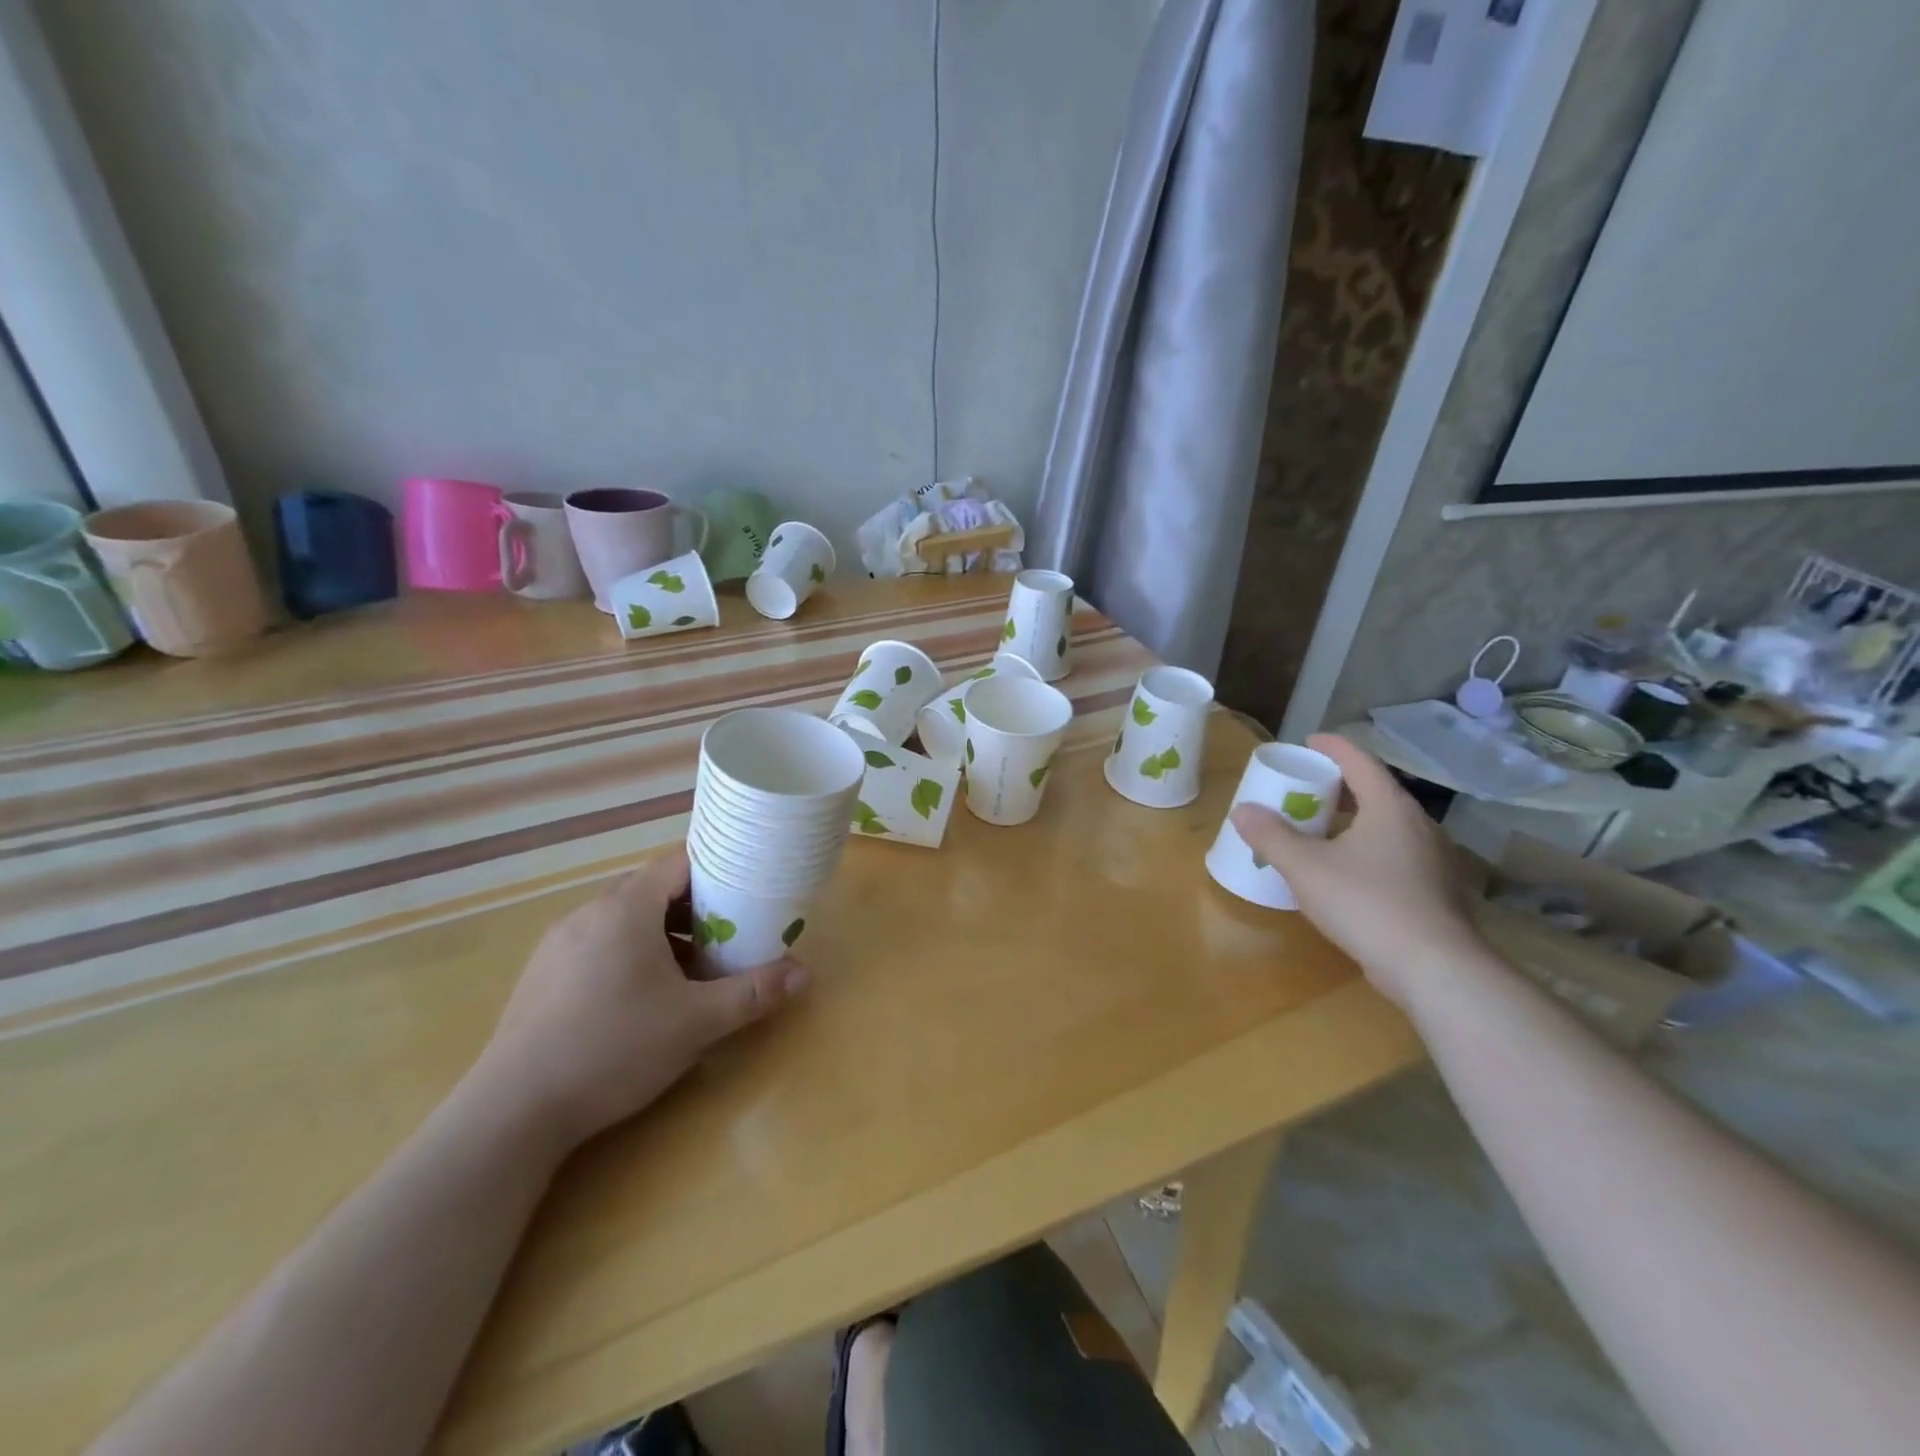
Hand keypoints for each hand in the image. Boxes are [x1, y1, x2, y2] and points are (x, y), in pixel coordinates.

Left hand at [468, 846, 807, 1151]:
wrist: (513, 1112)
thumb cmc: (614, 1049)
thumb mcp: (696, 1023)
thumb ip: (752, 993)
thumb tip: (804, 974)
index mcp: (626, 908)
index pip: (678, 862)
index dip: (716, 870)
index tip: (745, 892)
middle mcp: (589, 912)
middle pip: (652, 889)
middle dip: (693, 907)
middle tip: (726, 936)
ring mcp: (559, 942)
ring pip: (623, 918)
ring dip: (661, 932)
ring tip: (688, 970)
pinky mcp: (542, 973)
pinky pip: (597, 942)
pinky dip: (628, 952)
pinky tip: (638, 997)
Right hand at [1230, 734, 1485, 1010]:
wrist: (1434, 969)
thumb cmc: (1367, 904)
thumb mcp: (1305, 868)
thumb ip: (1271, 836)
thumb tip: (1243, 810)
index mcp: (1389, 807)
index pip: (1359, 761)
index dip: (1332, 747)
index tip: (1308, 742)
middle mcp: (1418, 825)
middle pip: (1375, 792)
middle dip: (1339, 787)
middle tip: (1305, 790)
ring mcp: (1433, 860)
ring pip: (1387, 826)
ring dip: (1353, 821)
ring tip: (1321, 831)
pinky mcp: (1436, 892)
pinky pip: (1396, 855)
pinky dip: (1368, 850)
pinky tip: (1347, 873)